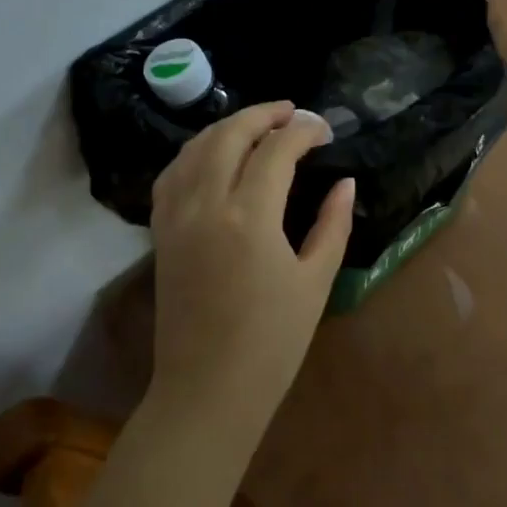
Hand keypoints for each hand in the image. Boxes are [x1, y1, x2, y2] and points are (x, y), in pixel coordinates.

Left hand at [148, 102, 353, 443]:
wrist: (206, 392)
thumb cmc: (272, 343)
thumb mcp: (315, 281)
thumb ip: (333, 224)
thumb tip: (346, 182)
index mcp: (249, 217)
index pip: (277, 149)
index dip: (304, 131)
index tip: (325, 131)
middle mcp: (206, 204)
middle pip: (230, 134)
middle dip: (264, 114)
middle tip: (293, 114)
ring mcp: (176, 215)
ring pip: (197, 146)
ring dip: (229, 126)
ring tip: (259, 126)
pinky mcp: (161, 231)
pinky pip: (173, 172)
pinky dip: (197, 151)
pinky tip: (215, 155)